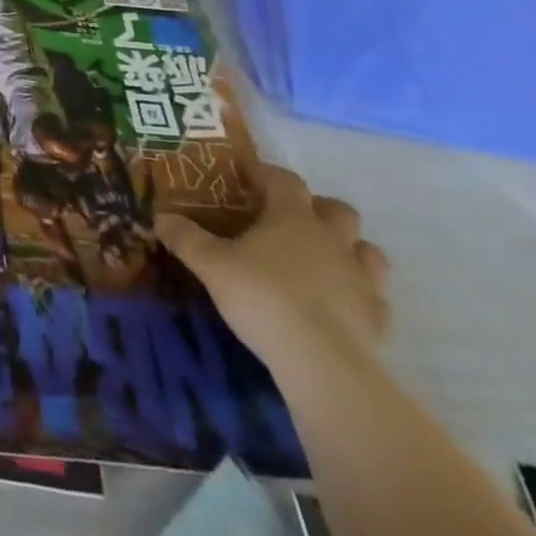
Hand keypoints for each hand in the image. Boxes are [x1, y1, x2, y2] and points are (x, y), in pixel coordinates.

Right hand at [154, 163, 389, 373]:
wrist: (320, 361)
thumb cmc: (261, 296)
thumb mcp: (209, 264)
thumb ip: (185, 237)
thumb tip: (159, 217)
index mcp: (292, 217)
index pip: (285, 180)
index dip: (267, 174)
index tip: (249, 177)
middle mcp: (331, 239)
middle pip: (338, 210)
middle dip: (317, 208)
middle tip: (289, 220)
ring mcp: (360, 279)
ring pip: (367, 250)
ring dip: (349, 248)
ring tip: (324, 259)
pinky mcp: (376, 318)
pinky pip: (374, 298)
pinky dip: (360, 295)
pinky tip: (341, 304)